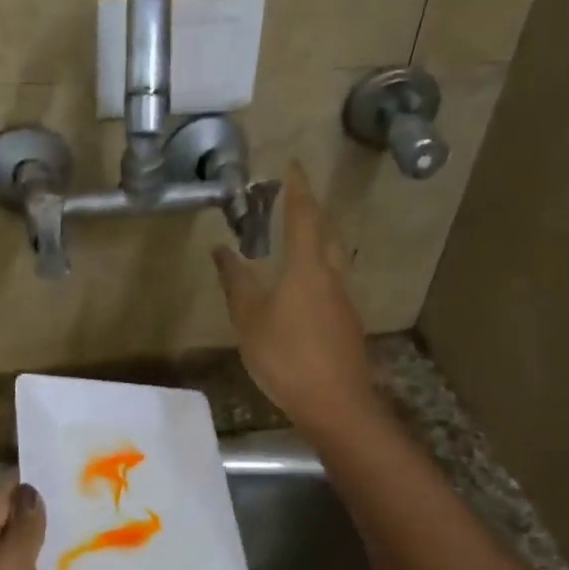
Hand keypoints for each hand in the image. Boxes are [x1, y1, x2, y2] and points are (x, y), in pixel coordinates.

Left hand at [0, 484, 123, 569]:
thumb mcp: (4, 563)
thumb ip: (24, 528)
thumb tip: (32, 489)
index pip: (5, 508)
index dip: (29, 485)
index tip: (65, 460)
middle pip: (39, 543)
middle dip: (70, 521)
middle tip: (112, 493)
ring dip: (93, 566)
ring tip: (135, 536)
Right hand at [212, 161, 378, 435]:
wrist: (336, 404)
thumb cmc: (287, 357)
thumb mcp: (249, 320)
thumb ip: (236, 282)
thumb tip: (221, 249)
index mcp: (307, 268)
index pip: (303, 217)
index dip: (297, 190)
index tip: (293, 165)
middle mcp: (332, 276)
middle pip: (326, 233)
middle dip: (311, 211)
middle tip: (294, 198)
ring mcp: (344, 301)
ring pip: (333, 258)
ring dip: (317, 239)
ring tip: (297, 237)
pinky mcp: (347, 323)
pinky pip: (332, 282)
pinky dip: (318, 269)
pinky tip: (304, 287)